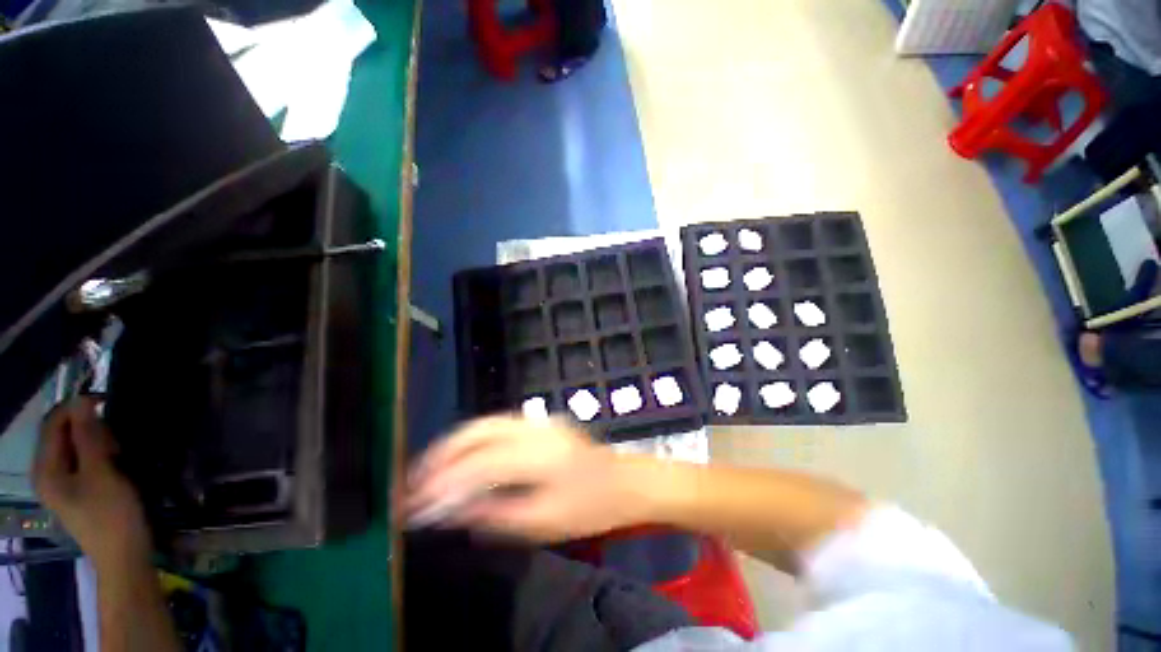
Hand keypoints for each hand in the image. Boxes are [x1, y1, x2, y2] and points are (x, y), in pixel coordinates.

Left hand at [33, 398, 150, 570]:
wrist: (125, 556)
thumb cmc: (111, 514)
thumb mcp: (101, 473)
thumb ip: (89, 437)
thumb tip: (82, 400)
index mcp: (46, 469)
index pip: (53, 424)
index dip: (76, 409)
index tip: (106, 403)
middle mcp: (48, 473)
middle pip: (63, 435)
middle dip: (89, 429)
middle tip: (116, 437)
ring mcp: (63, 485)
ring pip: (76, 448)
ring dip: (97, 442)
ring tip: (119, 452)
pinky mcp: (79, 491)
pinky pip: (84, 461)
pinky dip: (100, 455)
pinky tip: (116, 463)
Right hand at [405, 416, 649, 541]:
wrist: (622, 482)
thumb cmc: (588, 508)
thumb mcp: (543, 522)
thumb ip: (495, 514)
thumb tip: (451, 510)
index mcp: (539, 455)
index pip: (479, 464)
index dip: (444, 483)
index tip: (414, 505)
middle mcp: (534, 429)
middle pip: (478, 431)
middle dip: (441, 454)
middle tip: (414, 481)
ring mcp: (538, 421)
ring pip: (485, 423)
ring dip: (454, 444)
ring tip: (430, 469)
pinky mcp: (539, 422)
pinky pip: (497, 425)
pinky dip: (473, 439)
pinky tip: (461, 456)